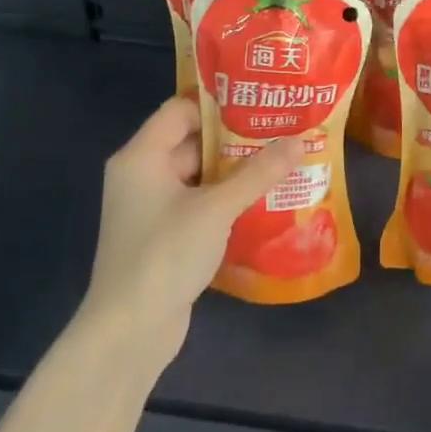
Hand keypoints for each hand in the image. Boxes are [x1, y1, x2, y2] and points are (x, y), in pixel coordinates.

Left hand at [82, 97, 303, 362]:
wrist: (130, 330)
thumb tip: (300, 141)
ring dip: (237, 171)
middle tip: (283, 130)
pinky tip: (266, 200)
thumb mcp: (217, 208)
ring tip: (283, 161)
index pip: (180, 110)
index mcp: (141, 157)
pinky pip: (200, 204)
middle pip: (192, 142)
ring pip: (200, 176)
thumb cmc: (165, 255)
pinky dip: (228, 200)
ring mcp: (153, 208)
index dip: (219, 103)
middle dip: (237, 138)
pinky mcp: (166, 236)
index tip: (261, 101)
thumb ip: (258, 173)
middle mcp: (142, 176)